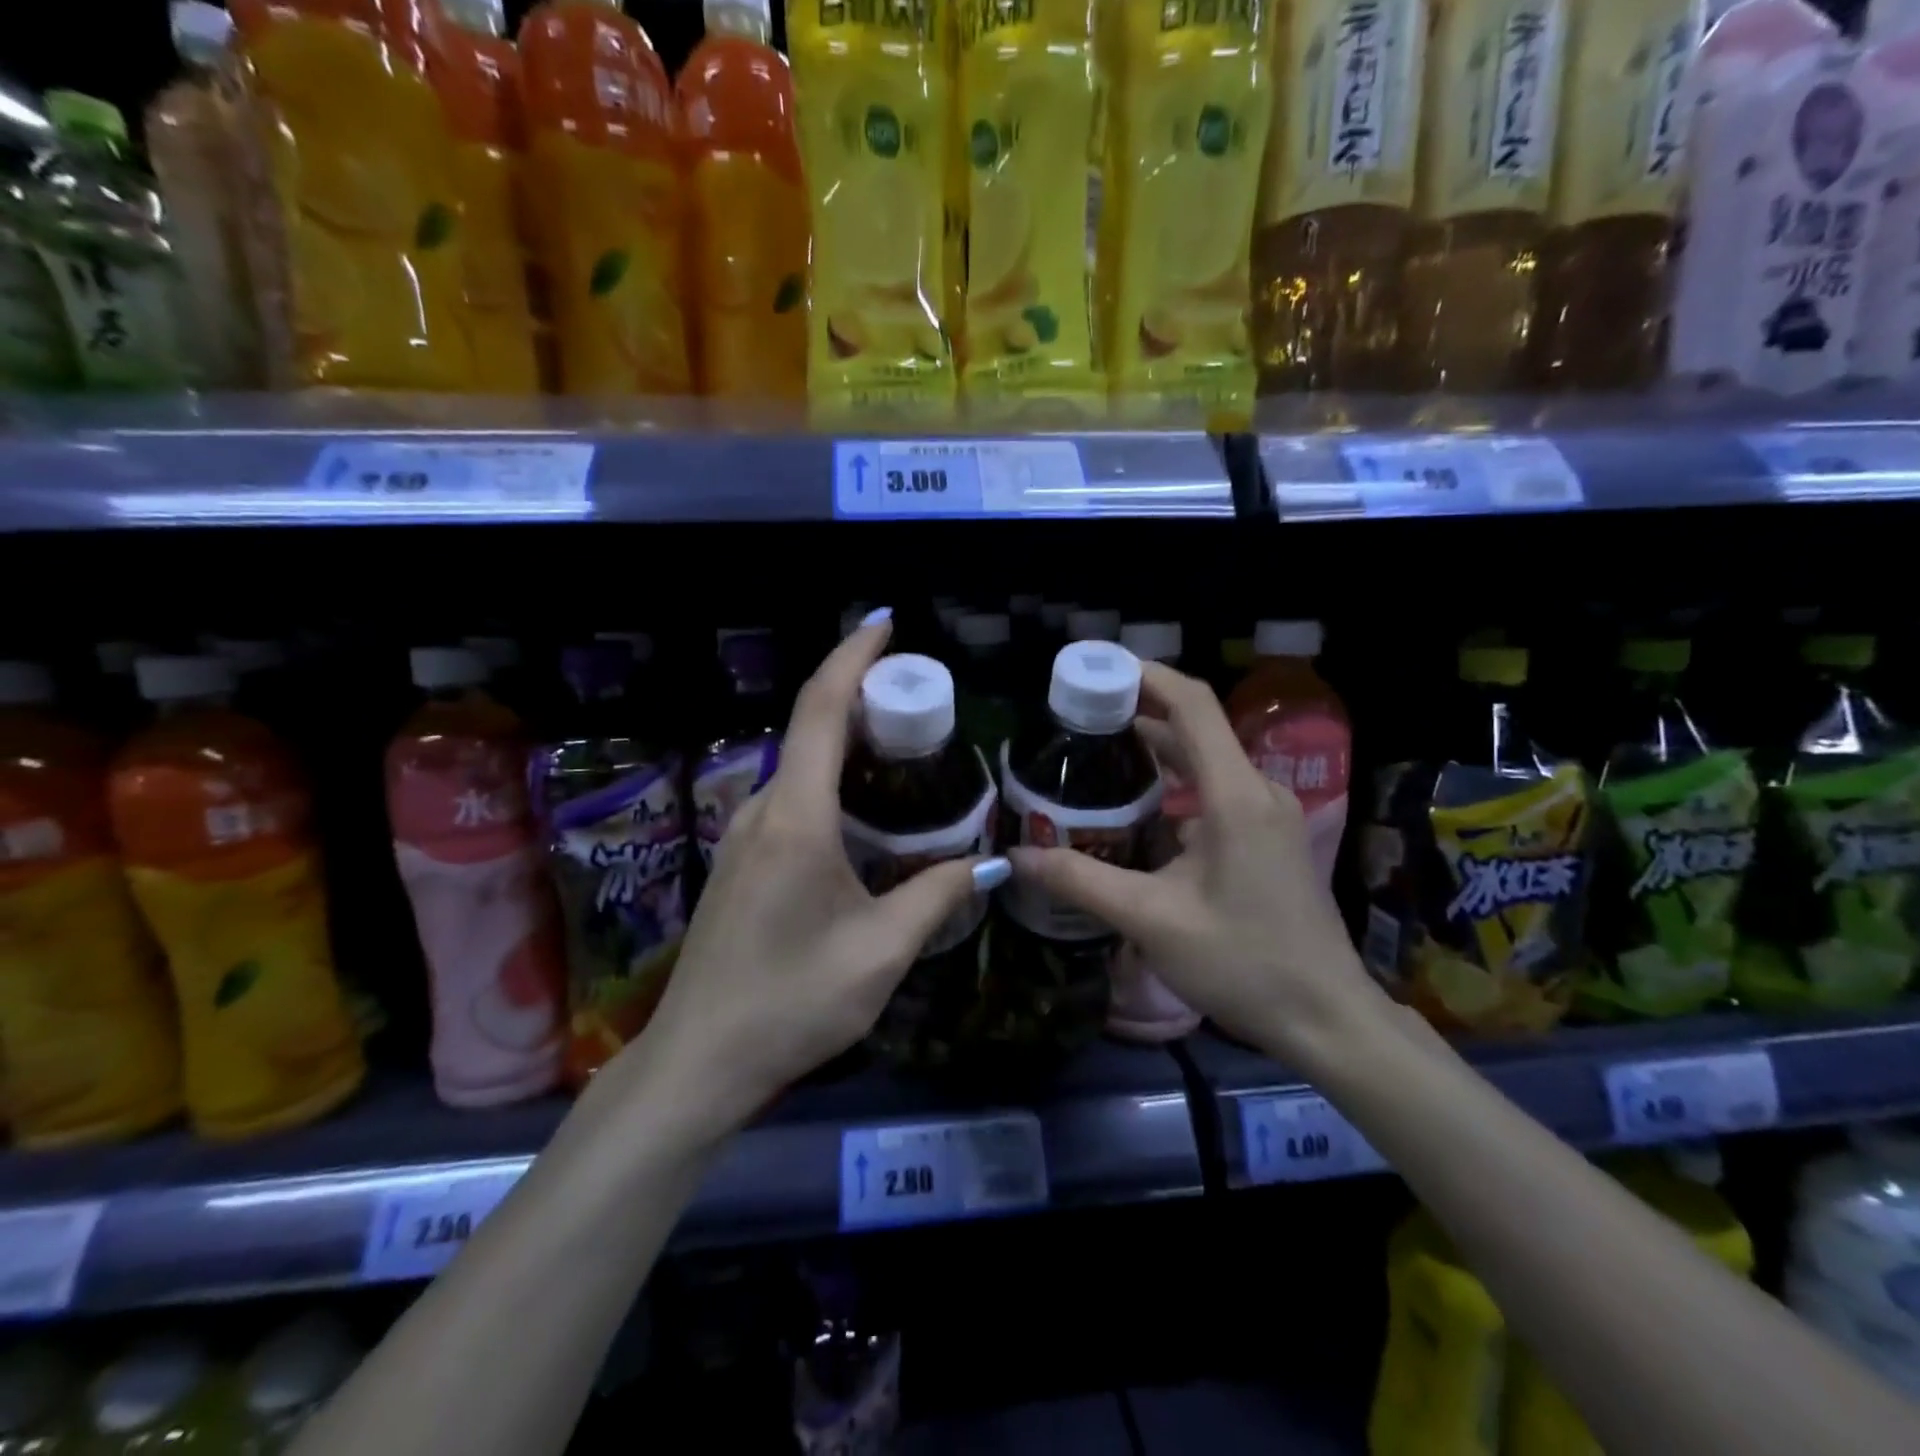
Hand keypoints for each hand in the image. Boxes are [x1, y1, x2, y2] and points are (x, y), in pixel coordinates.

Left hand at [627, 612, 1008, 1136]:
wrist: (699, 1060)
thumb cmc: (792, 1002)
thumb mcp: (880, 951)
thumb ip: (937, 896)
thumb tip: (991, 864)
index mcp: (796, 818)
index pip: (821, 710)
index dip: (853, 658)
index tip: (886, 625)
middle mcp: (762, 811)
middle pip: (811, 730)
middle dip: (862, 699)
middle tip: (922, 700)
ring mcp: (742, 836)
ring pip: (801, 768)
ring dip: (846, 745)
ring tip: (905, 750)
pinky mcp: (740, 862)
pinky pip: (791, 800)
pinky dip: (831, 783)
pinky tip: (866, 814)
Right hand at [1008, 662, 1383, 1068]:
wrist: (1327, 1018)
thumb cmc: (1244, 962)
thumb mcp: (1152, 920)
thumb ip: (1081, 880)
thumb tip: (1017, 857)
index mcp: (1235, 795)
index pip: (1192, 705)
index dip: (1145, 676)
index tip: (1096, 669)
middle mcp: (1258, 791)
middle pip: (1197, 727)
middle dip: (1139, 711)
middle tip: (1079, 715)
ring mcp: (1269, 815)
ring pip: (1207, 760)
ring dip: (1157, 749)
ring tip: (1098, 750)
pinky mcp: (1269, 838)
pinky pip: (1217, 791)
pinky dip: (1177, 783)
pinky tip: (1140, 806)